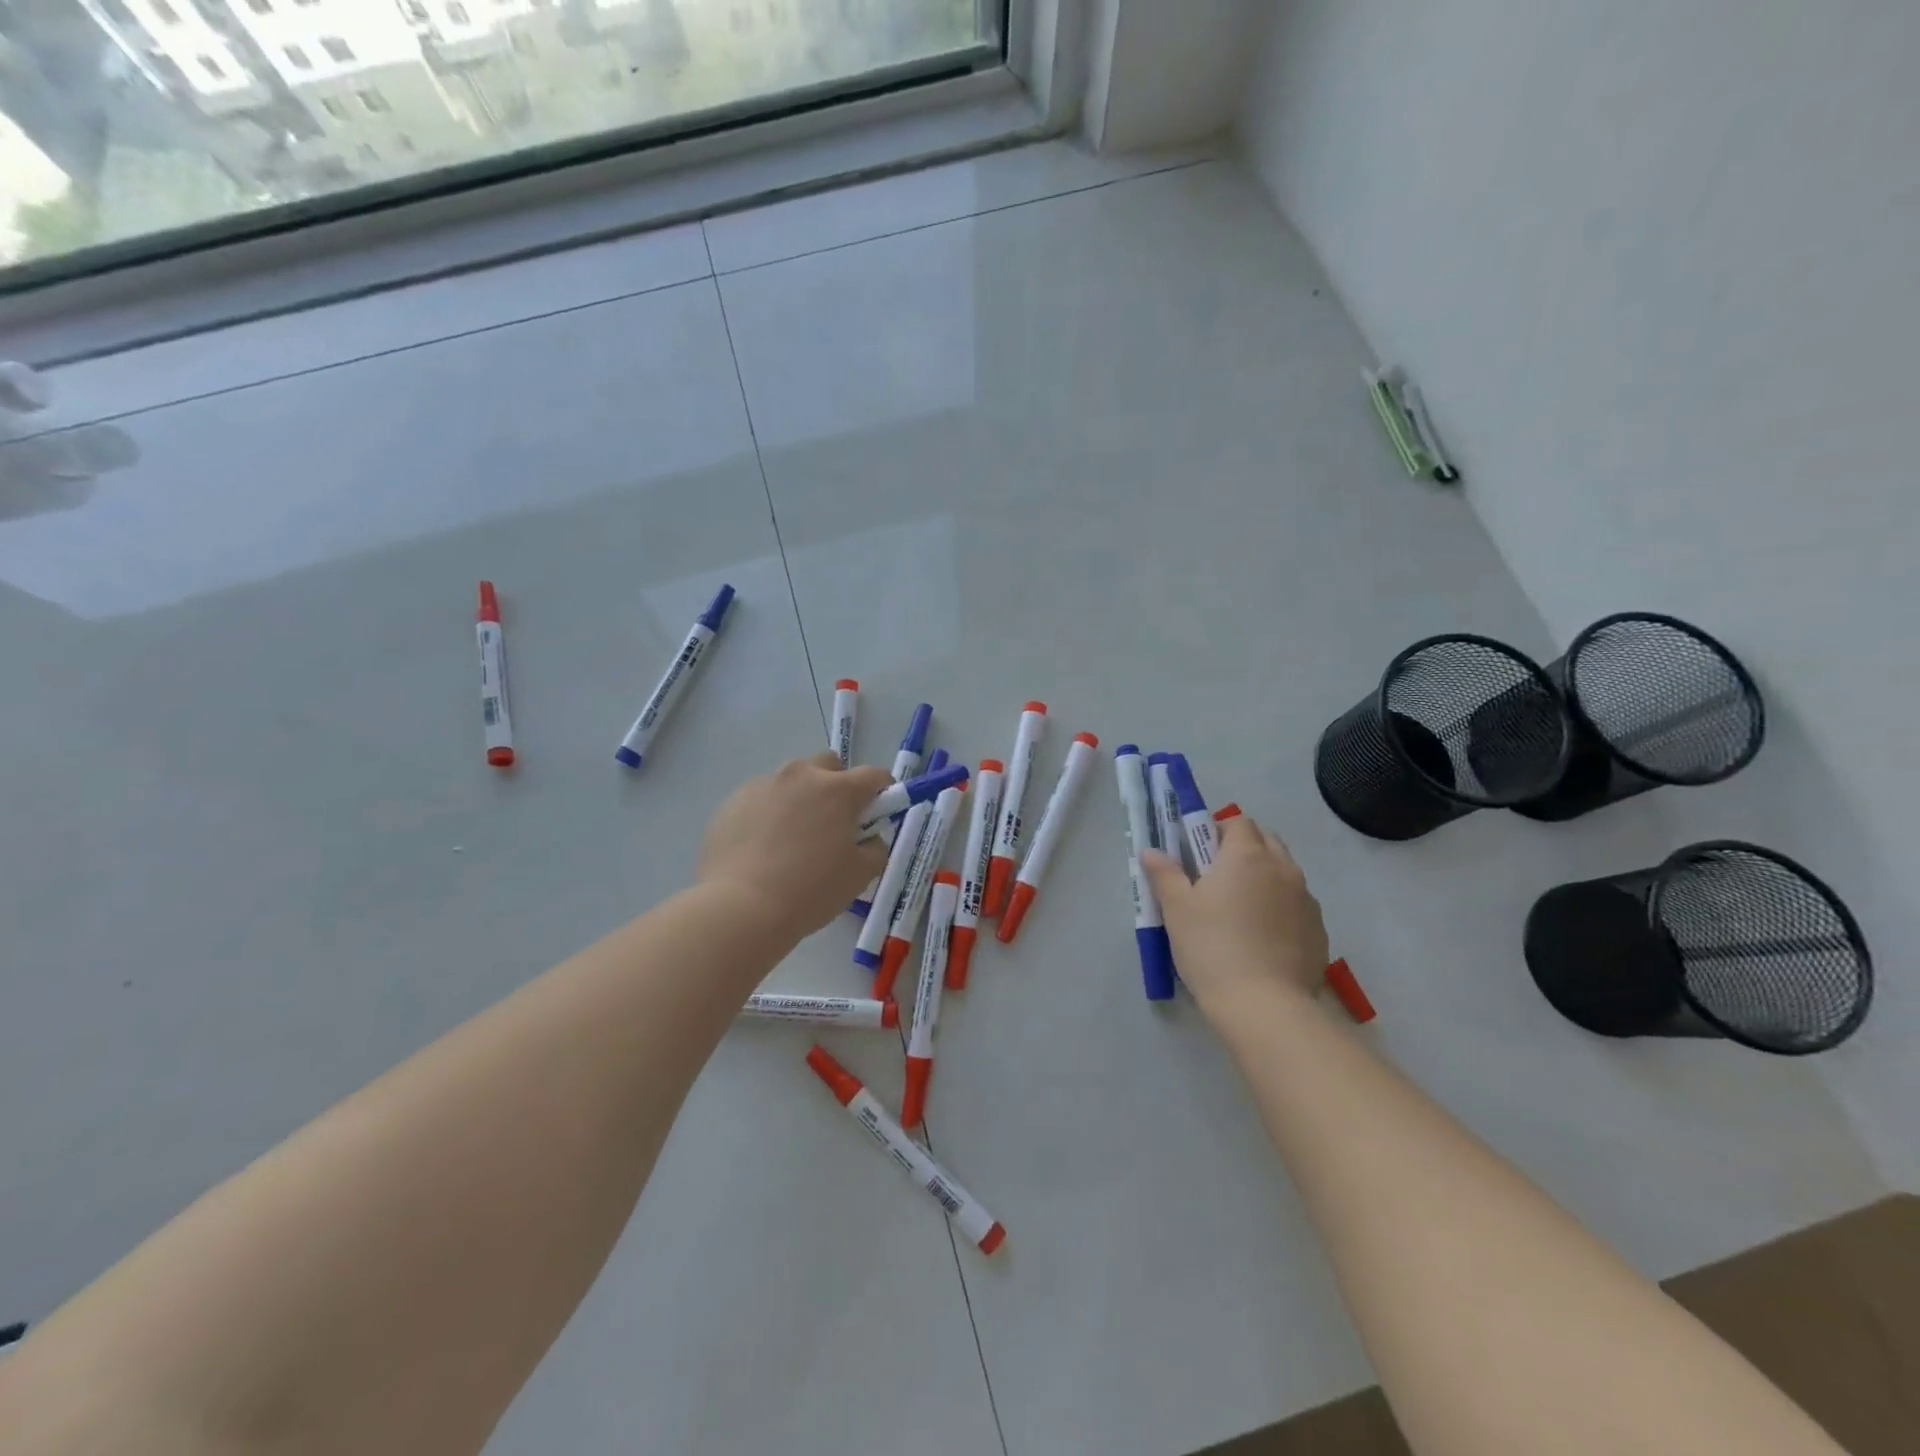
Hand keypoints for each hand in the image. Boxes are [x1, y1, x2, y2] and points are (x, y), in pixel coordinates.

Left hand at [698, 752, 892, 940]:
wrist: (740, 908)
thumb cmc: (809, 891)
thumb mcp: (860, 876)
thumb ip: (875, 848)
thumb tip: (868, 838)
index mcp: (837, 789)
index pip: (874, 775)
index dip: (883, 792)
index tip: (878, 814)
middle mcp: (800, 775)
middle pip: (828, 765)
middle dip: (838, 785)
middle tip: (834, 823)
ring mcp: (762, 785)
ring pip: (792, 781)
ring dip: (801, 799)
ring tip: (792, 839)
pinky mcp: (733, 802)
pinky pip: (762, 799)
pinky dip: (770, 814)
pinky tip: (763, 848)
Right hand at [1142, 813, 1329, 1021]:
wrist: (1264, 1006)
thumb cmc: (1212, 947)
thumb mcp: (1177, 909)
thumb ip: (1164, 874)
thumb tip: (1151, 851)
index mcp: (1247, 855)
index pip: (1238, 822)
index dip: (1217, 831)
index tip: (1199, 854)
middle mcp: (1283, 868)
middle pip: (1266, 841)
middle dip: (1243, 849)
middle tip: (1216, 878)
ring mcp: (1306, 900)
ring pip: (1284, 873)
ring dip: (1264, 878)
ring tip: (1240, 912)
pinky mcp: (1319, 930)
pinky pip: (1297, 905)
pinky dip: (1281, 908)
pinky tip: (1262, 938)